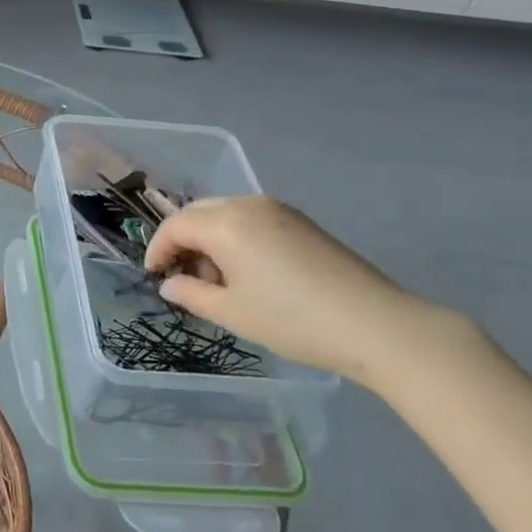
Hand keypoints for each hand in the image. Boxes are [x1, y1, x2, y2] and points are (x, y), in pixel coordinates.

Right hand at [144, 196, 466, 391]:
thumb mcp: (232, 313)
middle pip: (199, 213)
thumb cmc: (293, 321)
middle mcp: (249, 205)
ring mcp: (279, 210)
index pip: (176, 226)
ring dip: (210, 240)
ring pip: (225, 214)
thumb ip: (191, 294)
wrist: (377, 326)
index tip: (154, 276)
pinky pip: (251, 219)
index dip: (158, 249)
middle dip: (183, 241)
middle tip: (184, 278)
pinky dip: (236, 239)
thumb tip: (170, 284)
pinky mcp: (301, 222)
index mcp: (226, 224)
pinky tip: (248, 273)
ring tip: (219, 281)